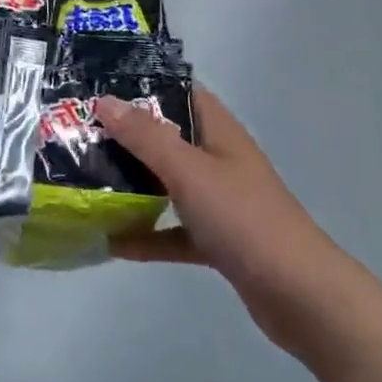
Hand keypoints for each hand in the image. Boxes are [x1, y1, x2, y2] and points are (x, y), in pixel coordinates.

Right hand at [99, 86, 343, 358]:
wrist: (302, 298)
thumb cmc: (244, 220)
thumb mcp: (189, 170)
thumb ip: (145, 136)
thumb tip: (104, 100)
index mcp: (218, 131)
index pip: (179, 91)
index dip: (142, 83)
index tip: (98, 85)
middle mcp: (219, 159)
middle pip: (167, 137)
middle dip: (126, 135)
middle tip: (79, 133)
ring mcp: (220, 201)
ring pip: (168, 183)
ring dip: (133, 183)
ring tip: (87, 179)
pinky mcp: (219, 241)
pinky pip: (173, 230)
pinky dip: (147, 235)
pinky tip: (112, 242)